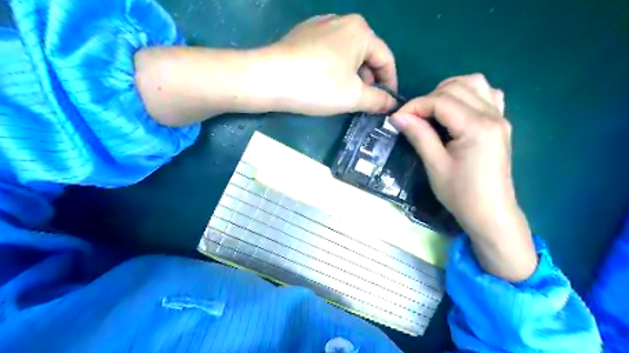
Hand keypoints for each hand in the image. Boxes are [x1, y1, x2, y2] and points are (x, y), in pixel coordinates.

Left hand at [266, 14, 393, 113]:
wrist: (268, 78)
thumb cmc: (318, 86)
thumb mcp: (353, 96)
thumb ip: (378, 100)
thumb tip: (391, 103)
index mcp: (361, 31)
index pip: (386, 59)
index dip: (390, 83)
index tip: (387, 103)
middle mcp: (342, 21)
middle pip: (366, 54)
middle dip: (369, 80)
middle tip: (365, 102)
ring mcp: (320, 25)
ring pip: (347, 54)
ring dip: (352, 76)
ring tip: (345, 95)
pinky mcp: (303, 35)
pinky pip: (329, 52)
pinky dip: (335, 68)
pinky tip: (326, 83)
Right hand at [392, 75, 534, 281]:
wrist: (491, 213)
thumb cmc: (461, 194)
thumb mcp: (435, 165)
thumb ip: (419, 135)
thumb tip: (397, 116)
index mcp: (476, 127)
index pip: (440, 101)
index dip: (415, 106)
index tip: (397, 118)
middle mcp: (492, 115)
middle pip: (456, 87)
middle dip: (429, 98)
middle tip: (413, 118)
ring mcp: (500, 117)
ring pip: (474, 83)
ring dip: (449, 90)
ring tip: (433, 110)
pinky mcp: (501, 124)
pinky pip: (488, 94)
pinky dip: (469, 94)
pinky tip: (457, 110)